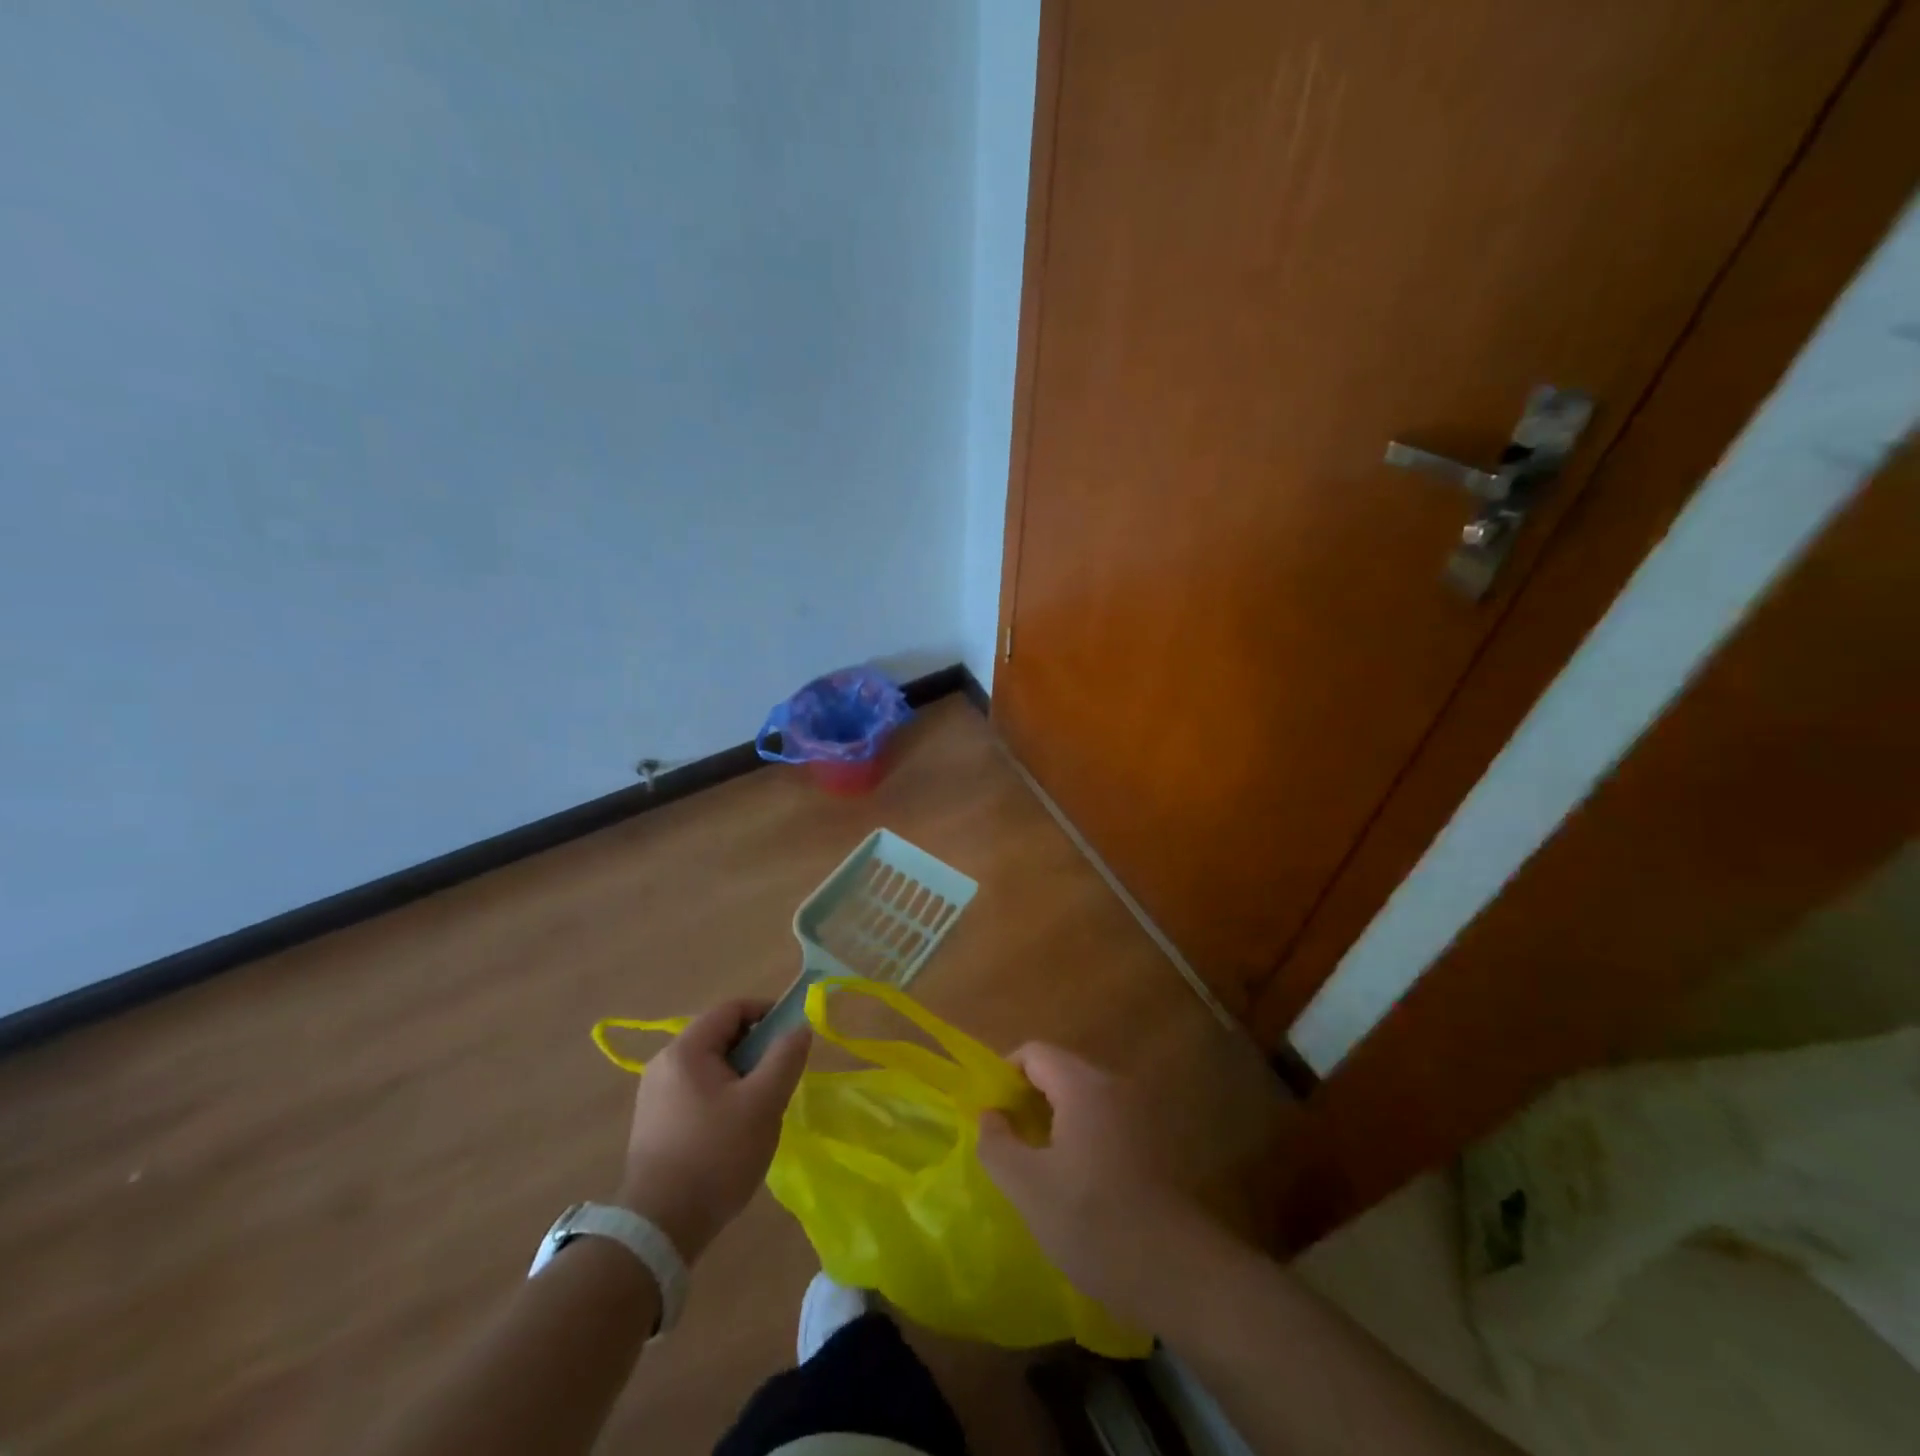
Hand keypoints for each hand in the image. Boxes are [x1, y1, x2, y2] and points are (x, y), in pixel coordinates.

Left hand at [616, 999, 809, 1262]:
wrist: (659, 1228)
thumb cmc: (717, 1155)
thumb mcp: (763, 1102)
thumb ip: (785, 1057)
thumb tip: (800, 1027)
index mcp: (686, 1050)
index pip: (732, 1008)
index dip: (767, 1012)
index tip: (792, 1036)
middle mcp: (664, 1064)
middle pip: (720, 1036)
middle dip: (755, 1049)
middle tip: (779, 1078)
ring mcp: (654, 1095)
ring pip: (710, 1066)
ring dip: (741, 1075)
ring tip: (761, 1107)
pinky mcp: (654, 1123)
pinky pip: (696, 1091)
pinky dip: (722, 1096)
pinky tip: (735, 1131)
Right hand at [977, 1043, 1212, 1324]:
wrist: (1178, 1273)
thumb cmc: (1094, 1222)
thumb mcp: (1028, 1188)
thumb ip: (997, 1143)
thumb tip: (990, 1115)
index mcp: (1083, 1085)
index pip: (1034, 1052)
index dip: (1004, 1075)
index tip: (990, 1114)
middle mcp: (1114, 1085)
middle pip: (1060, 1071)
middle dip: (1028, 1098)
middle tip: (1008, 1141)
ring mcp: (1140, 1112)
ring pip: (1083, 1098)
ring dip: (1055, 1119)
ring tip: (1037, 1164)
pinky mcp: (1155, 1141)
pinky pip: (1105, 1120)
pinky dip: (1082, 1134)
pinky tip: (1076, 1181)